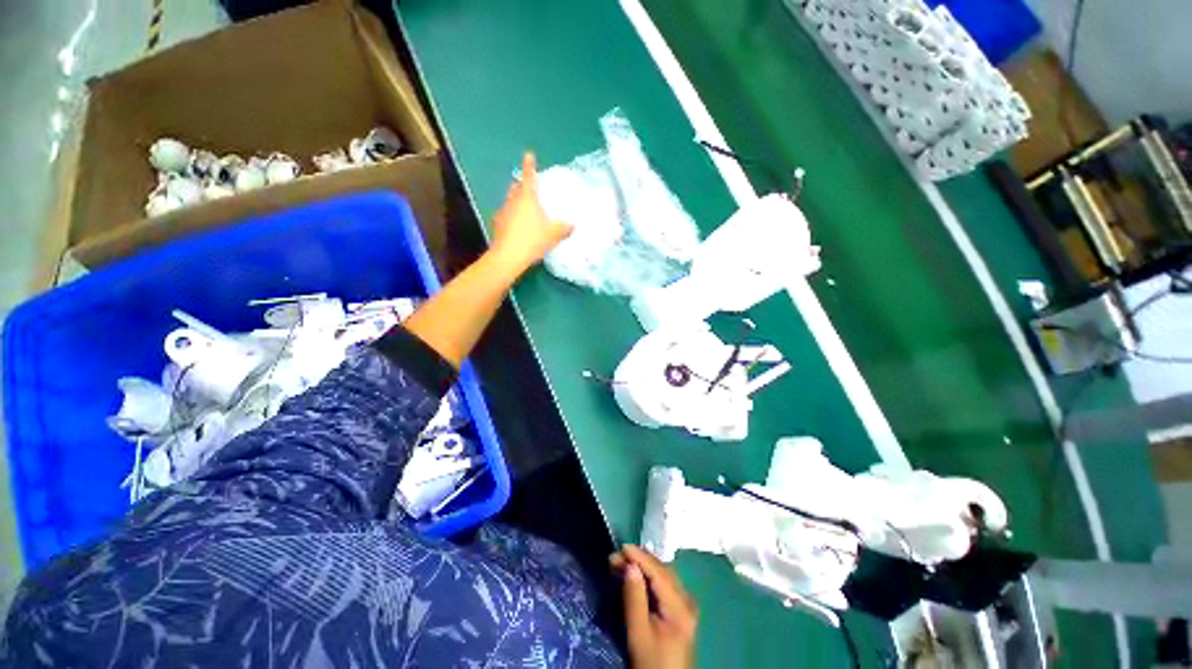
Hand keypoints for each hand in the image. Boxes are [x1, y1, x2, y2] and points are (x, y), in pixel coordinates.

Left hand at [490, 152, 571, 272]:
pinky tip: (518, 227)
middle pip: (516, 187)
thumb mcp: (553, 235)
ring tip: (526, 210)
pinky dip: (512, 217)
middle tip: (529, 187)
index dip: (529, 165)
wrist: (508, 257)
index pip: (529, 177)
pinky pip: (506, 216)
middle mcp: (513, 201)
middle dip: (522, 185)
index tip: (528, 154)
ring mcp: (502, 213)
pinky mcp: (497, 225)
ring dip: (517, 202)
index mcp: (527, 198)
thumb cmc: (532, 240)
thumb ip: (564, 229)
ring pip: (510, 201)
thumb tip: (572, 225)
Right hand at [611, 545, 698, 668]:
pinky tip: (636, 576)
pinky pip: (664, 583)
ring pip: (663, 574)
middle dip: (639, 560)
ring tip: (621, 564)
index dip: (640, 556)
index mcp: (680, 606)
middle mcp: (687, 599)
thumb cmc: (651, 663)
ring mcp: (686, 604)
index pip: (659, 571)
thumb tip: (630, 565)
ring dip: (643, 566)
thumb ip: (634, 598)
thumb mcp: (638, 633)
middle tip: (615, 558)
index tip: (620, 547)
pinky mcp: (681, 609)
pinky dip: (649, 576)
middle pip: (662, 570)